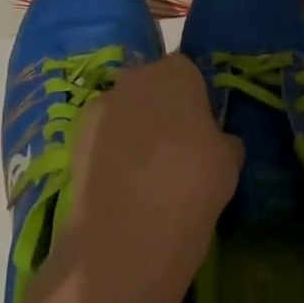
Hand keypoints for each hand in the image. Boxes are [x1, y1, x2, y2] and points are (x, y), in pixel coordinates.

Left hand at [62, 54, 241, 302]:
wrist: (131, 229)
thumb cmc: (194, 182)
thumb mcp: (230, 160)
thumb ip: (221, 139)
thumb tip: (215, 141)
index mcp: (177, 73)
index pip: (188, 73)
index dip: (195, 99)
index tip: (202, 130)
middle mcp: (135, 79)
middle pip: (151, 87)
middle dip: (160, 110)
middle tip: (175, 150)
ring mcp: (100, 107)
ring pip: (123, 112)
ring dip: (132, 131)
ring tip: (144, 176)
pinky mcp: (74, 139)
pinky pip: (101, 138)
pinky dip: (109, 154)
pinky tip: (120, 188)